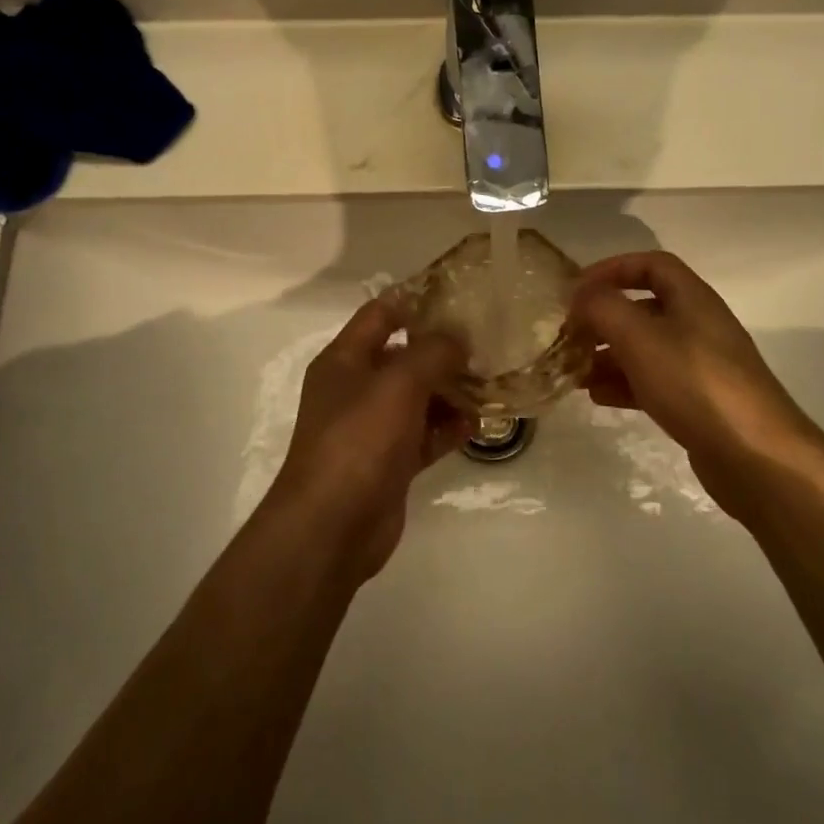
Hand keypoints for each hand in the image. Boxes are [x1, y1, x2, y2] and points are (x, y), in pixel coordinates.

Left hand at [265, 296, 470, 583]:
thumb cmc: (359, 440)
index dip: (416, 301)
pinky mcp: (389, 461)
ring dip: (450, 391)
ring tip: (490, 382)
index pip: (380, 314)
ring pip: (417, 397)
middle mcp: (356, 388)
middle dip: (442, 351)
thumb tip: (457, 339)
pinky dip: (447, 428)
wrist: (332, 526)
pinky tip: (478, 424)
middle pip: (403, 356)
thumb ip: (432, 353)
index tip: (459, 296)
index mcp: (345, 360)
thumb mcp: (398, 384)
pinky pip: (423, 434)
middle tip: (487, 343)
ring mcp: (372, 427)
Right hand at [567, 252, 823, 516]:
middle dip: (603, 319)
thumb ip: (604, 308)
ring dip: (608, 354)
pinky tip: (597, 397)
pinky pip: (652, 382)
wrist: (755, 456)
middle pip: (644, 309)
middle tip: (569, 336)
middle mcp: (698, 326)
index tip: (577, 289)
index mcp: (692, 299)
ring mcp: (700, 366)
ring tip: (574, 371)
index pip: (651, 265)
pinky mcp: (698, 402)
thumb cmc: (695, 384)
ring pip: (645, 348)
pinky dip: (623, 384)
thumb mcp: (641, 338)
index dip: (612, 269)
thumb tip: (580, 296)